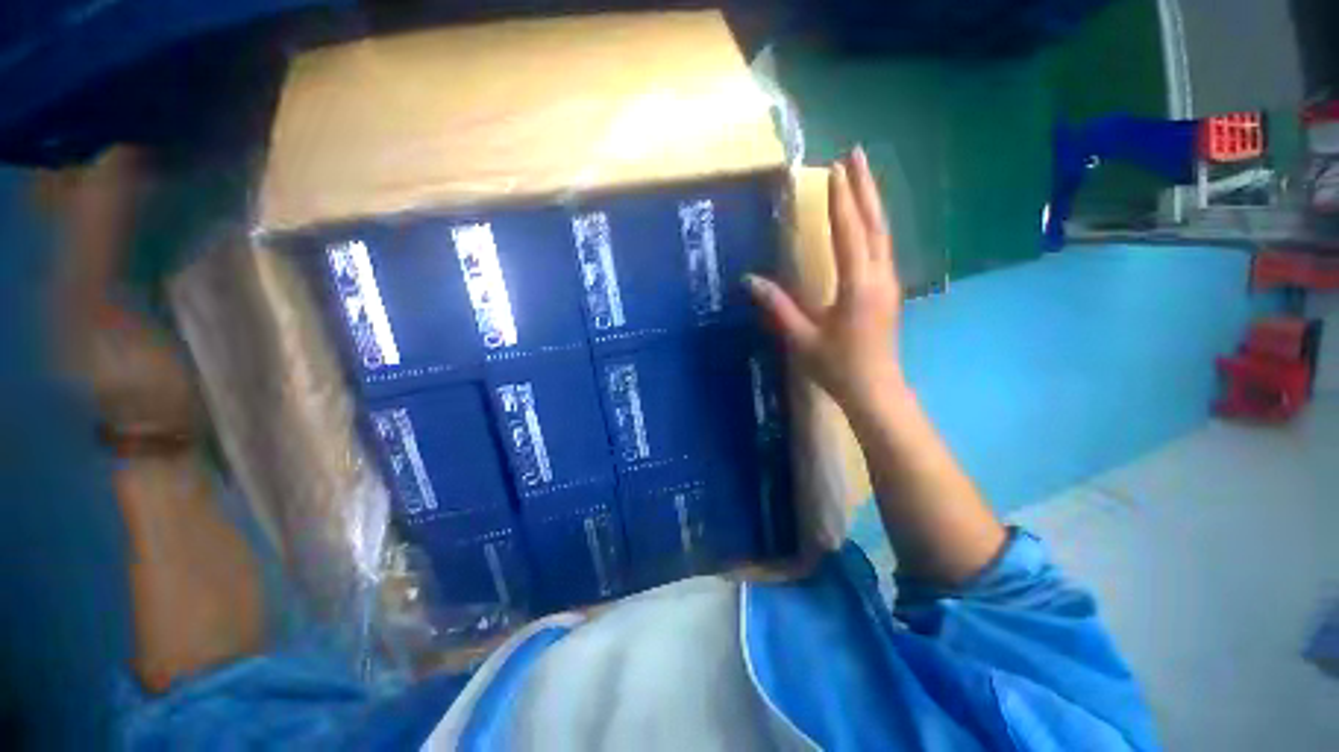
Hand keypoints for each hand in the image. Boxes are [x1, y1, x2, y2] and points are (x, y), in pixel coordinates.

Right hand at [747, 147, 903, 411]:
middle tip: (854, 154)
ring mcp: (888, 282)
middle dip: (863, 187)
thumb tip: (750, 280)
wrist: (875, 389)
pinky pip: (882, 246)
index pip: (848, 232)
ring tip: (861, 177)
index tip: (832, 170)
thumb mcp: (801, 337)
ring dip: (871, 202)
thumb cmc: (837, 366)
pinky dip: (873, 224)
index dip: (840, 201)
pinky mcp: (889, 290)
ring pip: (882, 233)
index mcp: (858, 285)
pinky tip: (866, 219)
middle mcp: (879, 276)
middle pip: (873, 223)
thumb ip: (778, 306)